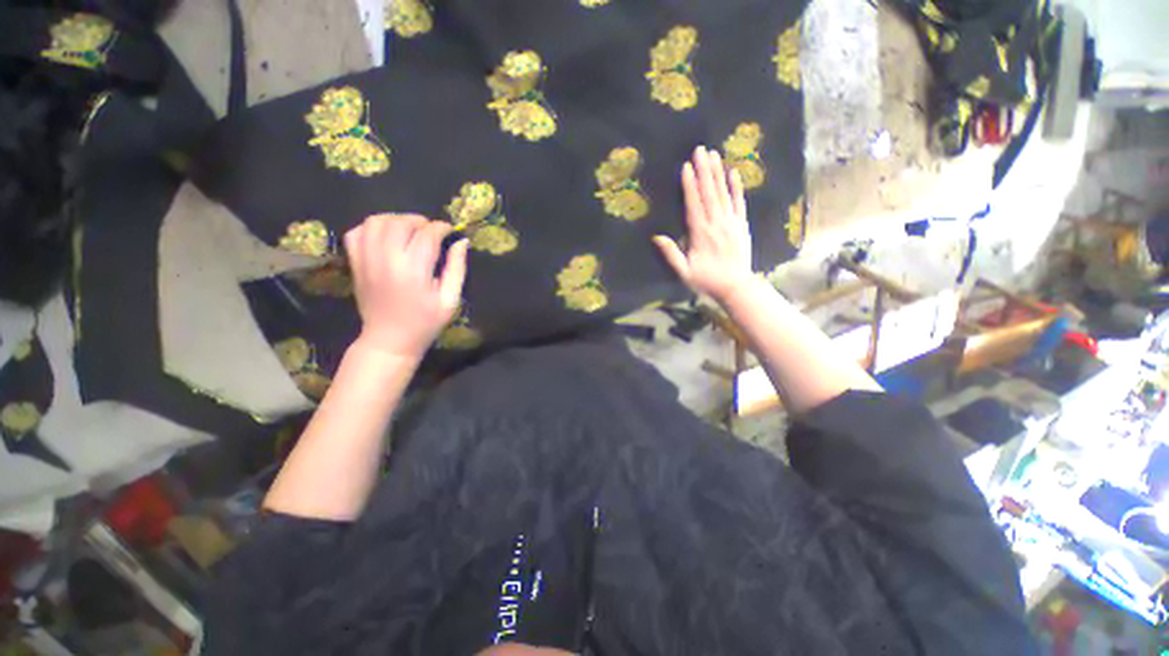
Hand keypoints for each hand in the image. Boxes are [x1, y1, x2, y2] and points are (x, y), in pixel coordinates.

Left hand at [344, 214, 468, 359]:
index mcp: (414, 271)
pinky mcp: (355, 263)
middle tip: (431, 232)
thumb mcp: (450, 299)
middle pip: (401, 223)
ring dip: (396, 220)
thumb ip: (457, 268)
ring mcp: (367, 260)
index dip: (441, 228)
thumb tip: (461, 241)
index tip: (449, 231)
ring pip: (377, 222)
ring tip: (410, 231)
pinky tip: (386, 237)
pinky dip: (372, 227)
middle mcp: (387, 260)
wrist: (389, 340)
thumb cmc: (426, 322)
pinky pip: (357, 232)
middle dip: (420, 221)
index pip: (427, 235)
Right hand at [653, 146, 753, 304]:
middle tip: (700, 149)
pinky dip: (736, 187)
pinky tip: (733, 172)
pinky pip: (739, 202)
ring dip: (717, 173)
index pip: (694, 204)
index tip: (686, 166)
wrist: (736, 286)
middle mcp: (716, 223)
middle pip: (709, 193)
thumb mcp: (684, 272)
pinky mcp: (742, 225)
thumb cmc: (706, 280)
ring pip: (723, 193)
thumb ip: (671, 254)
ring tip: (713, 154)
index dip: (690, 185)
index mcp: (700, 234)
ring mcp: (731, 222)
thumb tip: (656, 237)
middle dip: (704, 170)